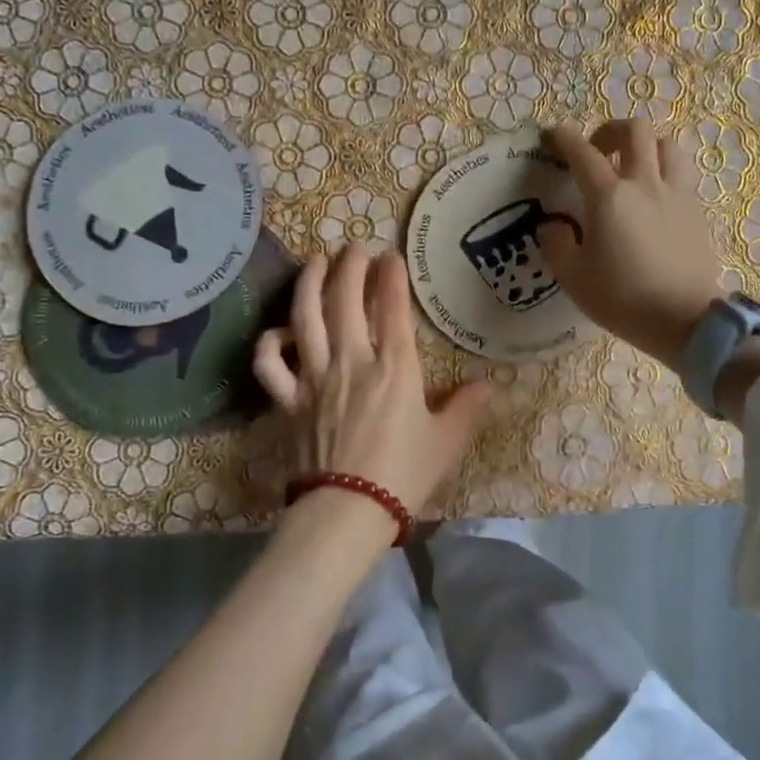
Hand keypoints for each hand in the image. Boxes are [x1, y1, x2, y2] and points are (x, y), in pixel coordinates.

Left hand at [254, 247, 494, 518]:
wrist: (347, 512)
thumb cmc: (403, 475)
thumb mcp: (446, 442)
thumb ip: (466, 409)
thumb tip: (490, 387)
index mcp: (394, 368)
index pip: (390, 308)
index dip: (390, 276)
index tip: (390, 256)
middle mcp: (351, 361)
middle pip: (345, 301)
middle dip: (350, 267)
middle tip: (354, 247)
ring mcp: (314, 379)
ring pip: (304, 319)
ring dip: (308, 285)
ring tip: (314, 262)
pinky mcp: (288, 402)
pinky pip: (270, 366)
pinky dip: (269, 344)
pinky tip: (278, 333)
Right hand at [539, 120, 723, 369]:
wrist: (684, 320)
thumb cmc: (622, 299)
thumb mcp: (573, 277)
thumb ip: (556, 245)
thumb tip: (553, 226)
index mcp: (609, 197)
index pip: (583, 153)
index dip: (564, 138)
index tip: (553, 134)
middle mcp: (645, 184)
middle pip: (635, 131)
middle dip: (611, 131)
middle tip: (598, 151)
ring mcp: (676, 195)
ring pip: (667, 145)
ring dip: (646, 147)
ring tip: (633, 167)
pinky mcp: (696, 212)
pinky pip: (682, 174)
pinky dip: (665, 172)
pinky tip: (654, 196)